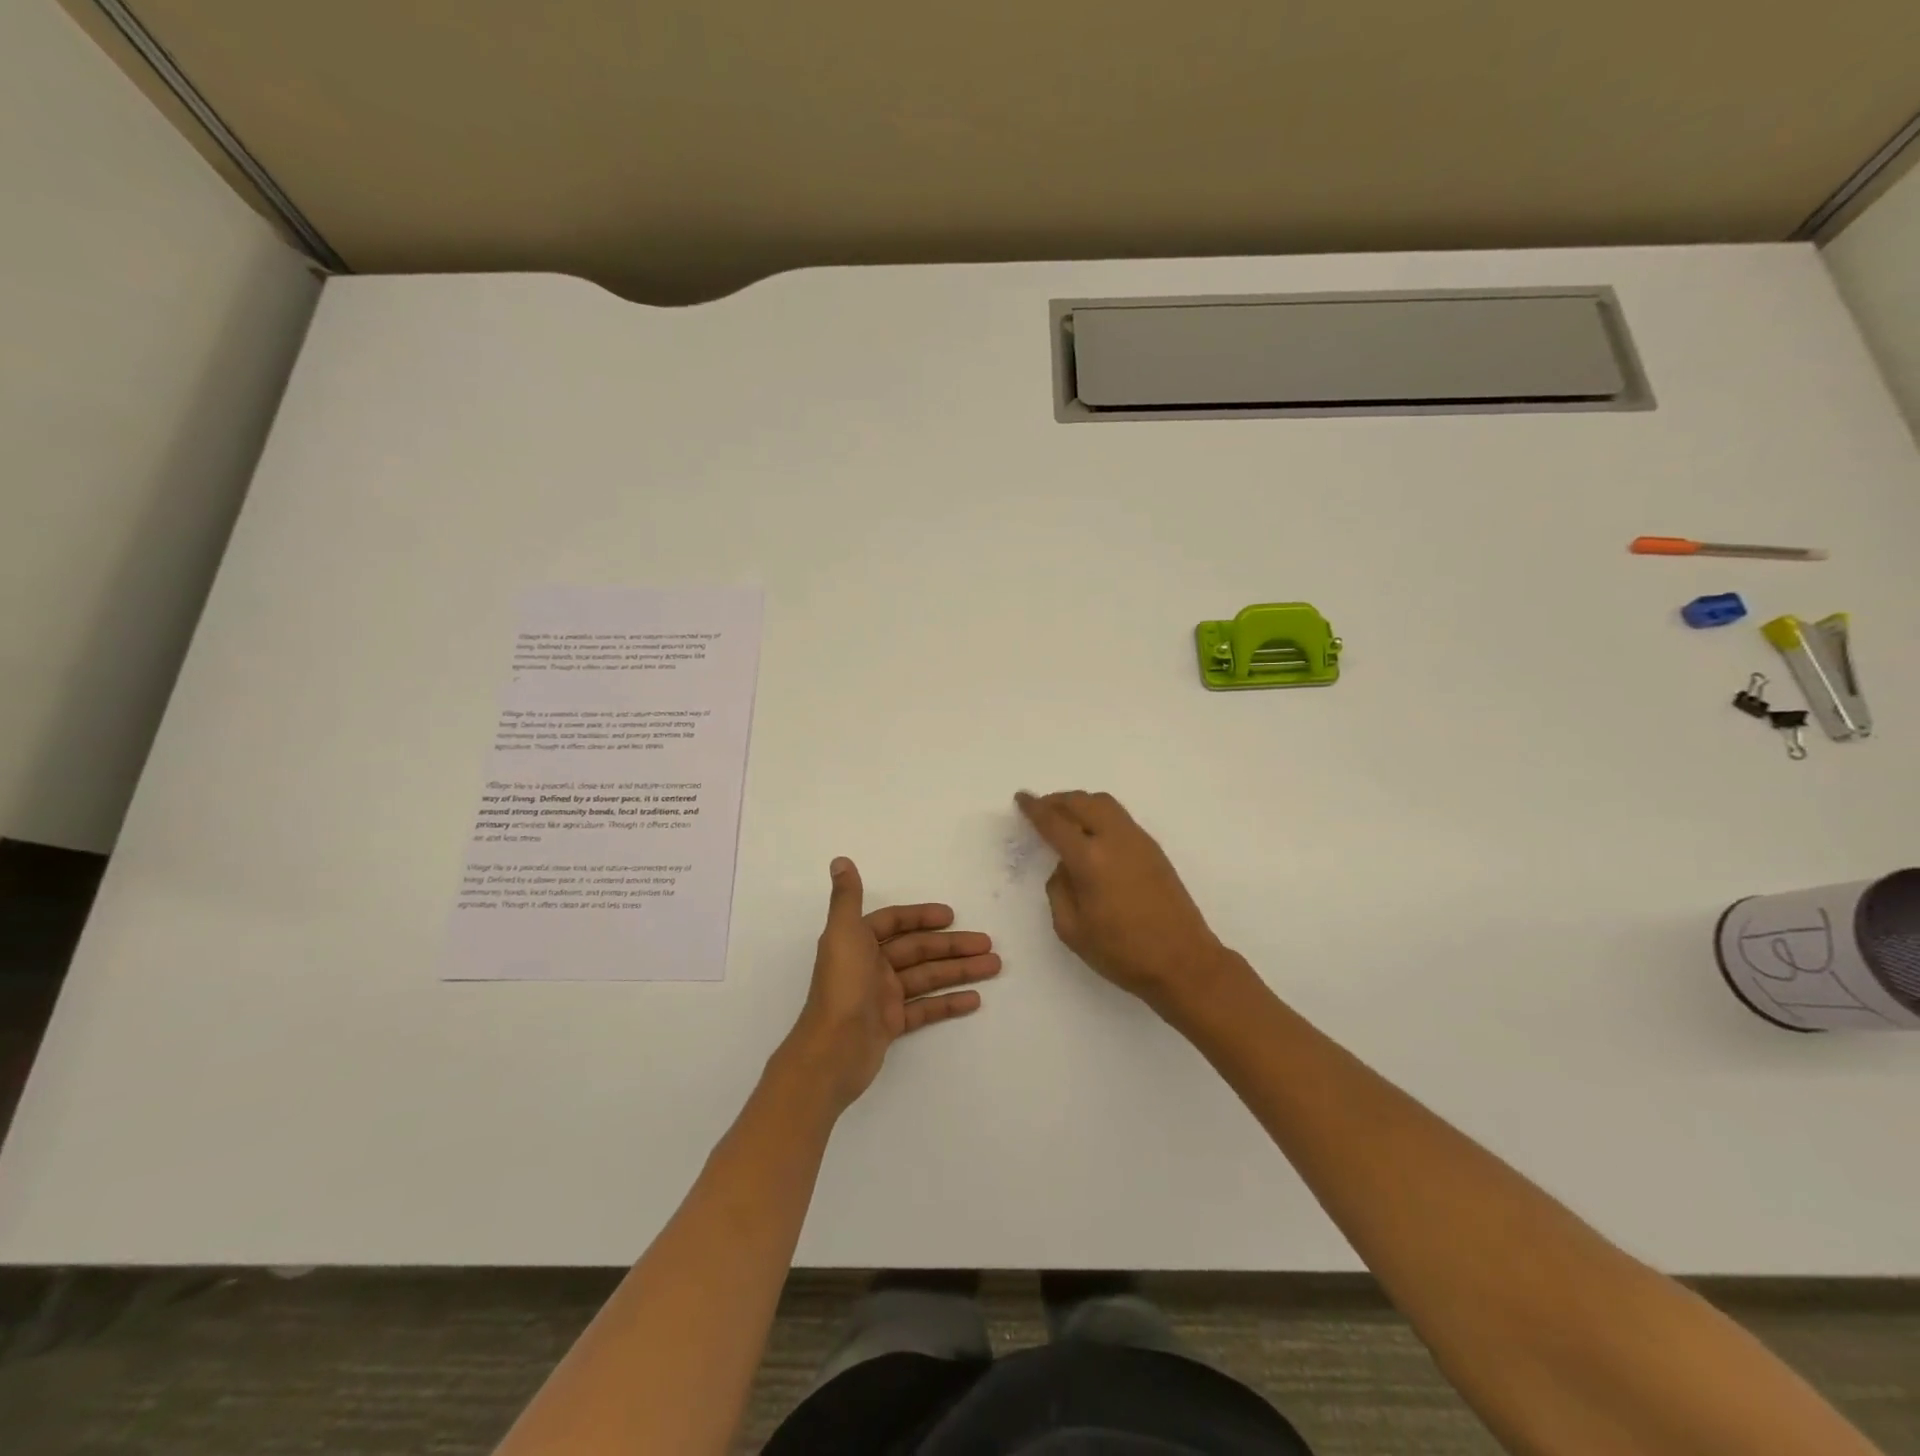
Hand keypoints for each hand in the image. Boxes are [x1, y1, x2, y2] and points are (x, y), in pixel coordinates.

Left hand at [782, 857, 1000, 1111]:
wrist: (832, 1052)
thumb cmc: (841, 987)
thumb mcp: (843, 935)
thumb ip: (847, 898)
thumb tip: (840, 860)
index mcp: (858, 942)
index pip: (894, 923)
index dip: (921, 917)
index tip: (951, 916)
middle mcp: (870, 966)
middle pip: (918, 950)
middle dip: (952, 946)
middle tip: (988, 944)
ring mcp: (882, 997)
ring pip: (927, 977)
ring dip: (959, 970)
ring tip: (994, 966)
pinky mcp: (892, 1024)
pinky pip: (925, 1008)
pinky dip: (949, 1002)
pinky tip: (975, 999)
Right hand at [1017, 790, 1238, 1015]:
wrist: (1183, 961)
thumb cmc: (1122, 952)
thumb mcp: (1072, 929)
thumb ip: (1059, 890)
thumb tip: (1065, 868)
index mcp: (1090, 859)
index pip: (1055, 822)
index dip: (1035, 809)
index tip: (1021, 798)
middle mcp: (1115, 840)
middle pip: (1082, 801)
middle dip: (1057, 800)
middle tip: (1041, 808)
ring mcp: (1139, 841)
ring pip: (1105, 804)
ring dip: (1081, 803)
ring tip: (1065, 817)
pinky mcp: (1154, 850)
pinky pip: (1120, 818)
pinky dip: (1099, 814)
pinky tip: (1092, 835)